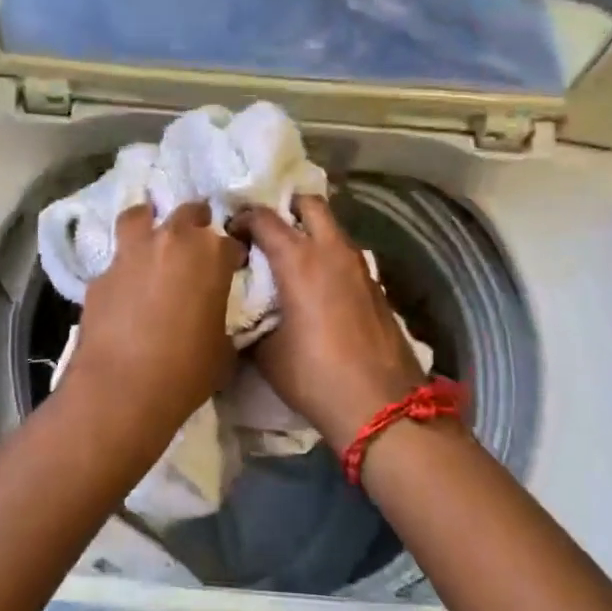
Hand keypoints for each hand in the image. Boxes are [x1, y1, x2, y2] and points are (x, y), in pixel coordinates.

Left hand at [64, 202, 245, 427]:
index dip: (232, 256)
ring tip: (152, 237)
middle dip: (197, 222)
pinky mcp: (100, 274)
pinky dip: (124, 267)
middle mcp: (171, 241)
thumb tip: (211, 320)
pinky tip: (125, 287)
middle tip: (197, 242)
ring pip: (140, 216)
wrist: (122, 389)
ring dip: (149, 221)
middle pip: (189, 213)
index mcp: (211, 255)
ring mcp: (131, 253)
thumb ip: (219, 321)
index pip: (230, 243)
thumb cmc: (186, 371)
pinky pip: (116, 260)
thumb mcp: (223, 350)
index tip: (231, 268)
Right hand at [236, 195, 428, 451]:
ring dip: (311, 231)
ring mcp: (360, 266)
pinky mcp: (376, 286)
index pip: (265, 218)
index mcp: (299, 260)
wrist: (380, 406)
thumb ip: (251, 319)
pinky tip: (317, 285)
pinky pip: (346, 254)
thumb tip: (245, 310)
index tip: (231, 233)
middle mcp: (331, 251)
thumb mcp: (266, 351)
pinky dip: (329, 256)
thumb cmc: (314, 375)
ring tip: (290, 257)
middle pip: (310, 204)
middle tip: (267, 229)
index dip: (243, 219)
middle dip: (286, 207)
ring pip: (333, 228)